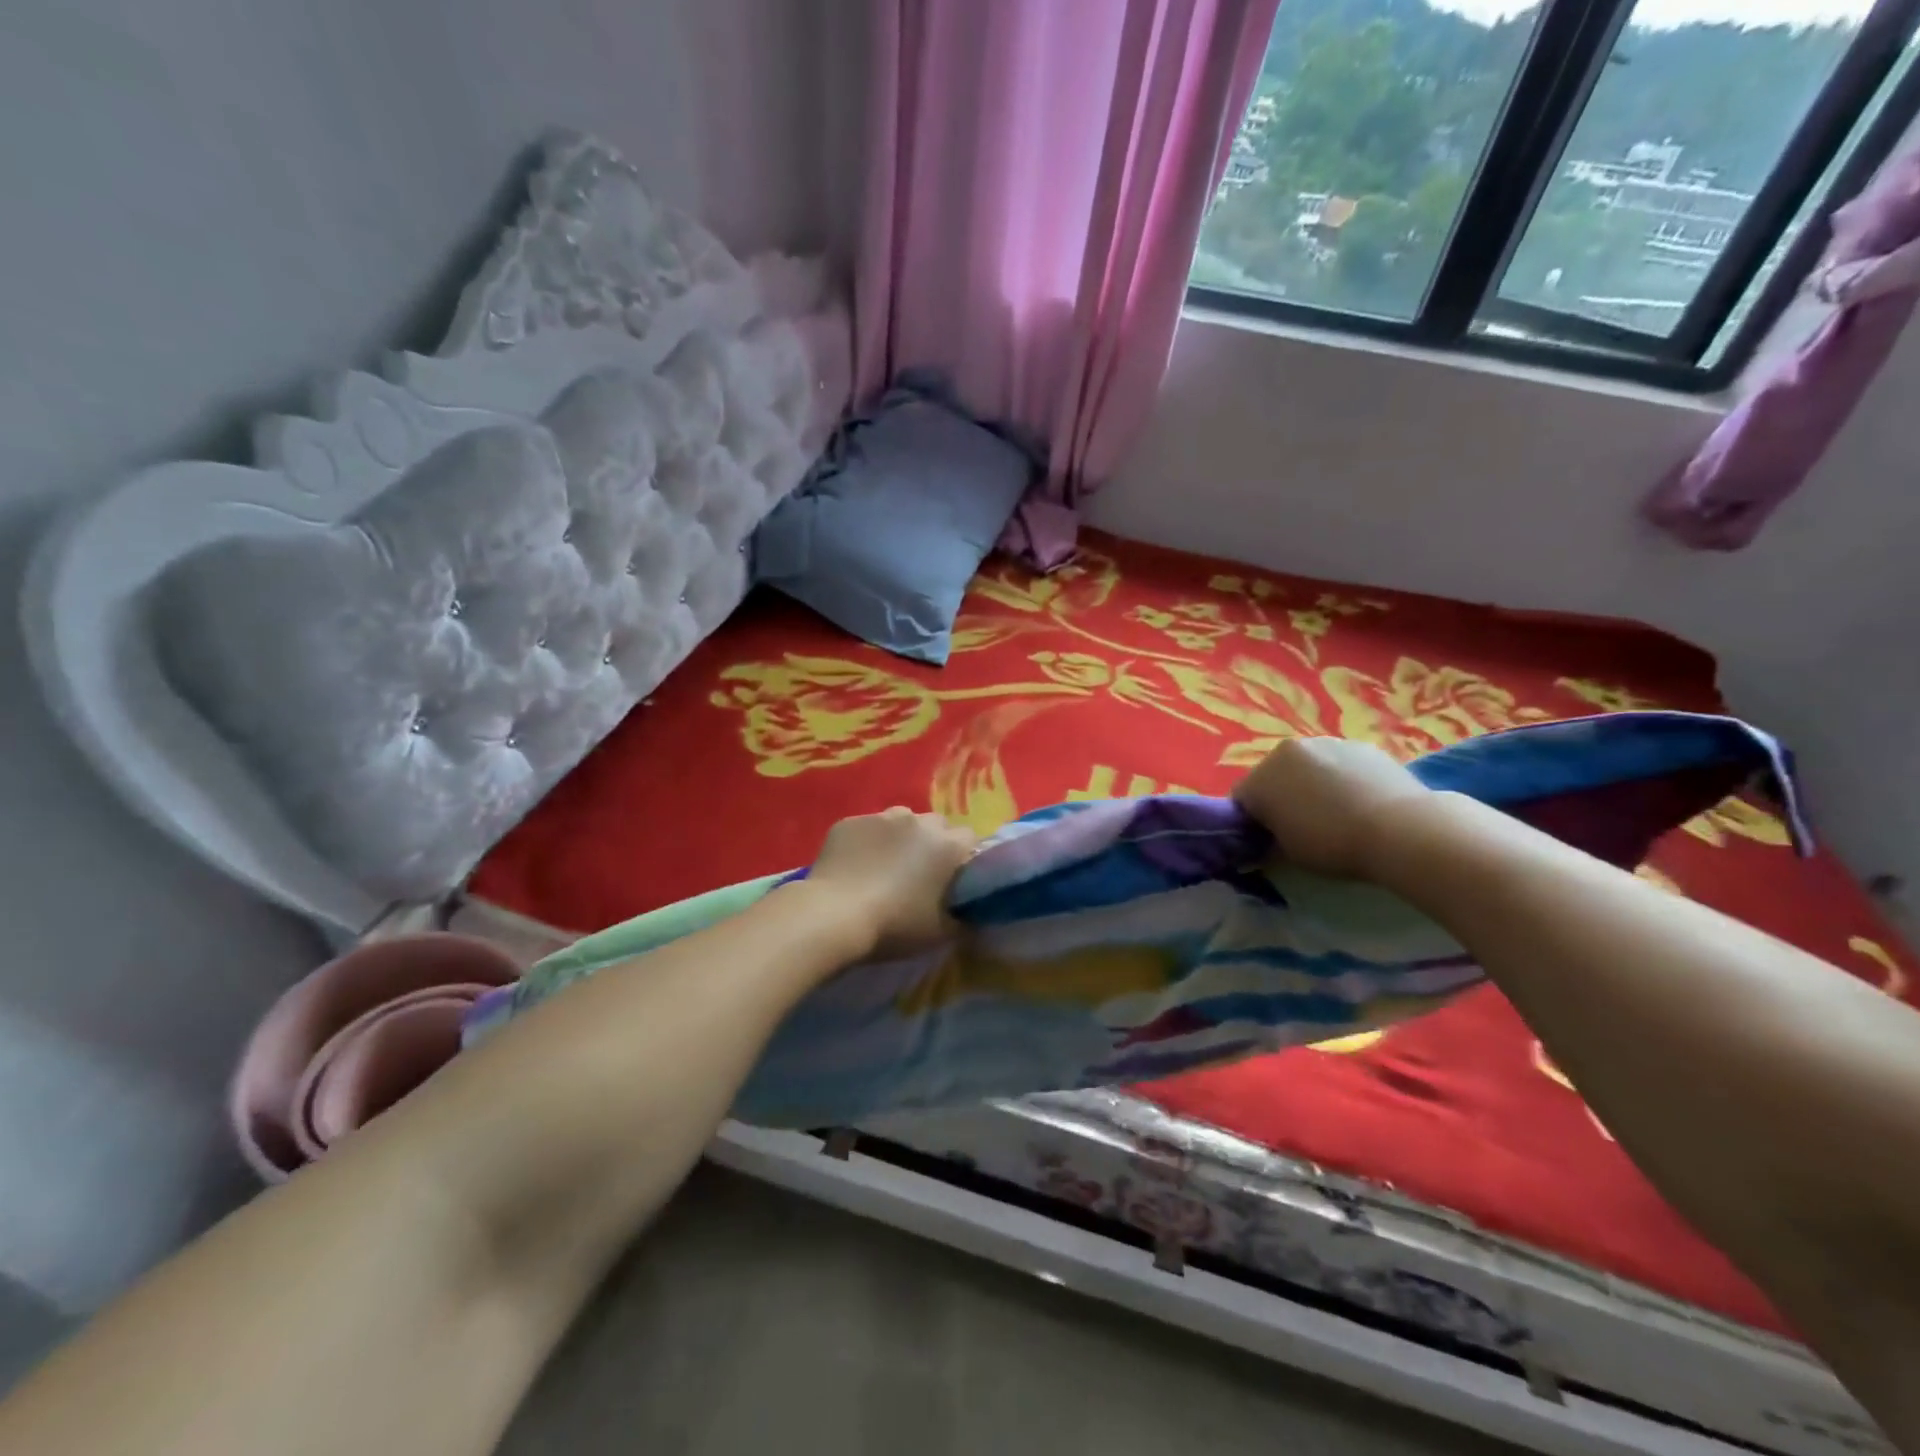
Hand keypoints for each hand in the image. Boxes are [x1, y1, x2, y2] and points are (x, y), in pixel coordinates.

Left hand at [803, 807, 979, 958]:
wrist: (832, 916)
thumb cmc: (893, 926)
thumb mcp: (940, 933)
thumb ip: (963, 917)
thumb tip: (970, 912)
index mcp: (945, 845)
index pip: (969, 839)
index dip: (963, 858)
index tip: (954, 879)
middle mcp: (916, 821)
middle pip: (935, 825)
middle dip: (933, 844)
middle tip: (920, 874)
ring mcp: (879, 817)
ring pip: (900, 821)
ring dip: (900, 839)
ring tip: (884, 867)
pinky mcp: (848, 822)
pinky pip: (866, 828)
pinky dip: (867, 843)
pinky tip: (855, 867)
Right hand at [1233, 737, 1430, 879]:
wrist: (1400, 830)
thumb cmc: (1332, 844)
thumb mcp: (1287, 853)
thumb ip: (1269, 840)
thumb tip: (1267, 839)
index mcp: (1261, 777)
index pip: (1242, 799)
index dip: (1252, 821)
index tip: (1268, 840)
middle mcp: (1287, 751)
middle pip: (1273, 775)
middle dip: (1281, 796)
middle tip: (1301, 826)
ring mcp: (1327, 743)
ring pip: (1308, 766)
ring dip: (1312, 784)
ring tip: (1337, 814)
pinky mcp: (1362, 745)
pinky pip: (1340, 764)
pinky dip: (1343, 779)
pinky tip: (1361, 803)